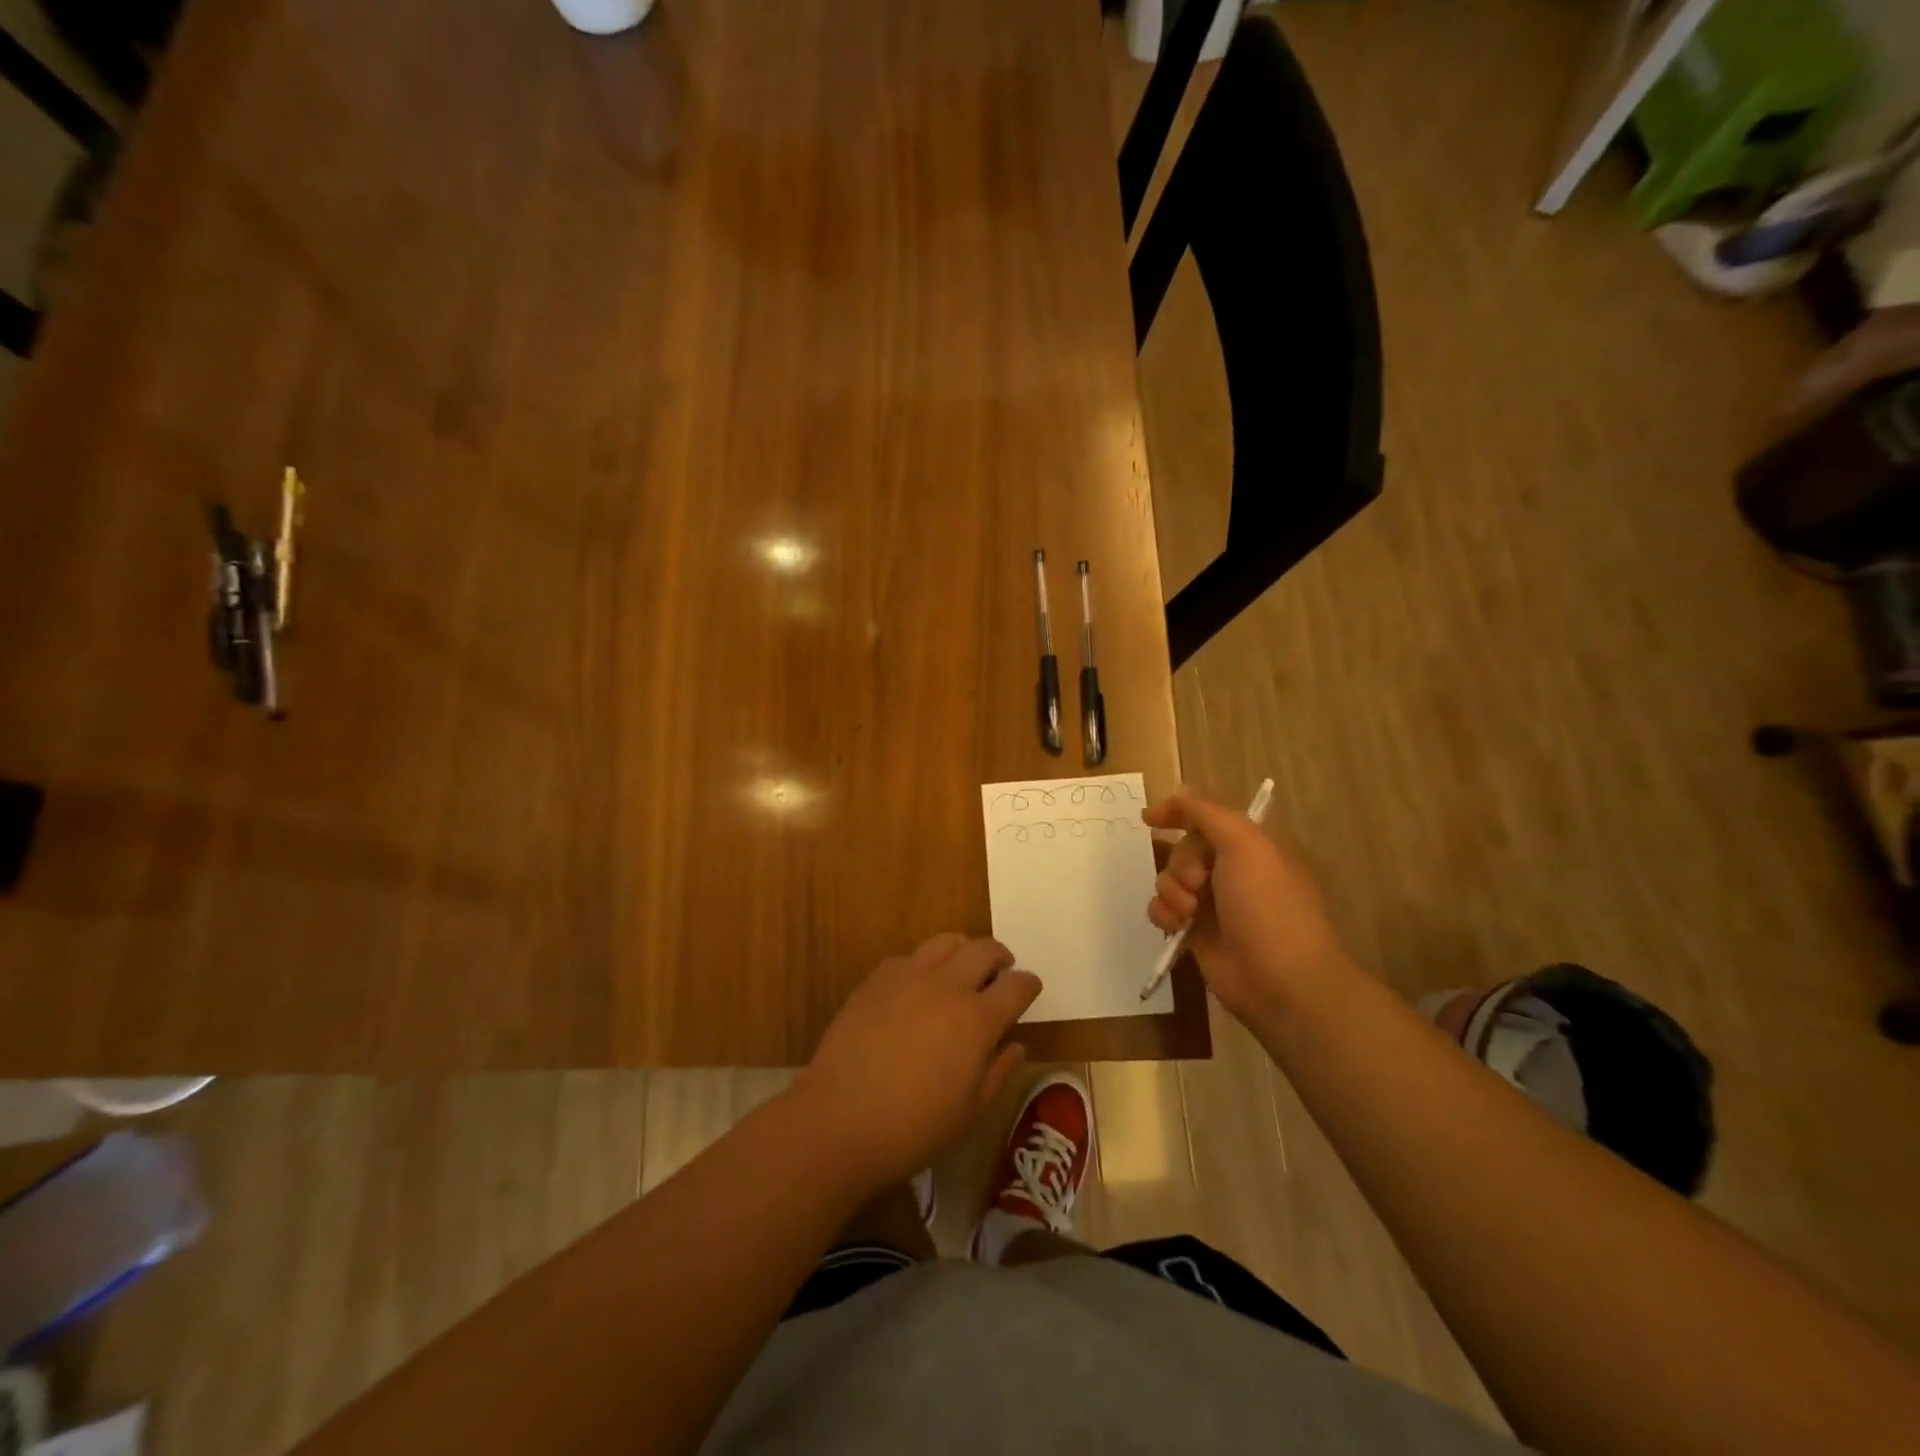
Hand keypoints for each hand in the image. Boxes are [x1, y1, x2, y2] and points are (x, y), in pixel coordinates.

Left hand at [795, 934, 1041, 1191]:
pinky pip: (908, 957)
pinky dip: (923, 964)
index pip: (1017, 986)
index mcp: (977, 1019)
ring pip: (946, 941)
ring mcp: (909, 976)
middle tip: (1000, 972)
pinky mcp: (876, 979)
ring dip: (963, 950)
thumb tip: (1015, 1045)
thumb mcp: (970, 1112)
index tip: (1030, 989)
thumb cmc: (914, 1127)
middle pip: (984, 949)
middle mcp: (947, 986)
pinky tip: (917, 986)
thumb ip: (998, 1071)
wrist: (840, 1119)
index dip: (1029, 984)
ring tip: (961, 969)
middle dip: (1000, 957)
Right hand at [1142, 791, 1352, 1023]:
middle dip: (1181, 864)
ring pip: (1168, 880)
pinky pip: (1163, 911)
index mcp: (1250, 847)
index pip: (1206, 817)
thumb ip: (1208, 813)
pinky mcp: (1195, 934)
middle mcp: (1230, 872)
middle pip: (1182, 849)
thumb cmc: (1267, 905)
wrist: (1280, 979)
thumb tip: (1179, 793)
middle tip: (1198, 884)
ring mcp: (1212, 904)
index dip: (1177, 812)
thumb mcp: (1246, 844)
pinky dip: (1164, 915)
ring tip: (1189, 912)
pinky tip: (1177, 927)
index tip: (1149, 818)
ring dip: (1171, 891)